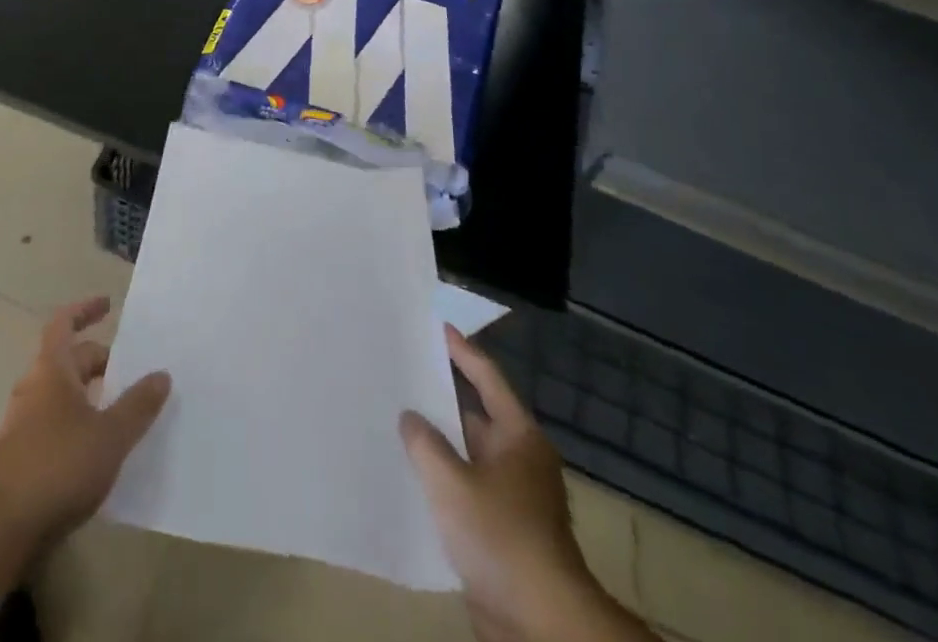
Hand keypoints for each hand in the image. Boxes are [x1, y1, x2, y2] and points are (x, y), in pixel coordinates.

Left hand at [0, 297, 171, 550]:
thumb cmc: (57, 464)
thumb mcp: (109, 435)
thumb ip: (137, 405)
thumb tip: (162, 374)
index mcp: (52, 369)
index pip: (65, 323)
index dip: (85, 309)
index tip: (108, 304)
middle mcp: (34, 388)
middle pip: (68, 361)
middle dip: (98, 361)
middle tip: (131, 371)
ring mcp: (23, 424)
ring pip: (61, 396)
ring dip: (89, 396)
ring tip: (121, 410)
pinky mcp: (21, 458)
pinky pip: (55, 426)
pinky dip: (78, 426)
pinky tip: (98, 451)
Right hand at [402, 328, 645, 641]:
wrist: (540, 622)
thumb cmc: (500, 536)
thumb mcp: (451, 482)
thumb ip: (424, 443)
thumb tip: (411, 417)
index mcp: (519, 437)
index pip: (488, 379)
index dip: (462, 351)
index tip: (439, 327)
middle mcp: (520, 459)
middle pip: (476, 415)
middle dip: (441, 396)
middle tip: (404, 371)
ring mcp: (513, 497)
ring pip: (468, 454)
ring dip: (439, 442)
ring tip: (397, 418)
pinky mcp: (503, 529)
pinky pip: (467, 487)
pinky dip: (442, 477)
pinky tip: (411, 473)